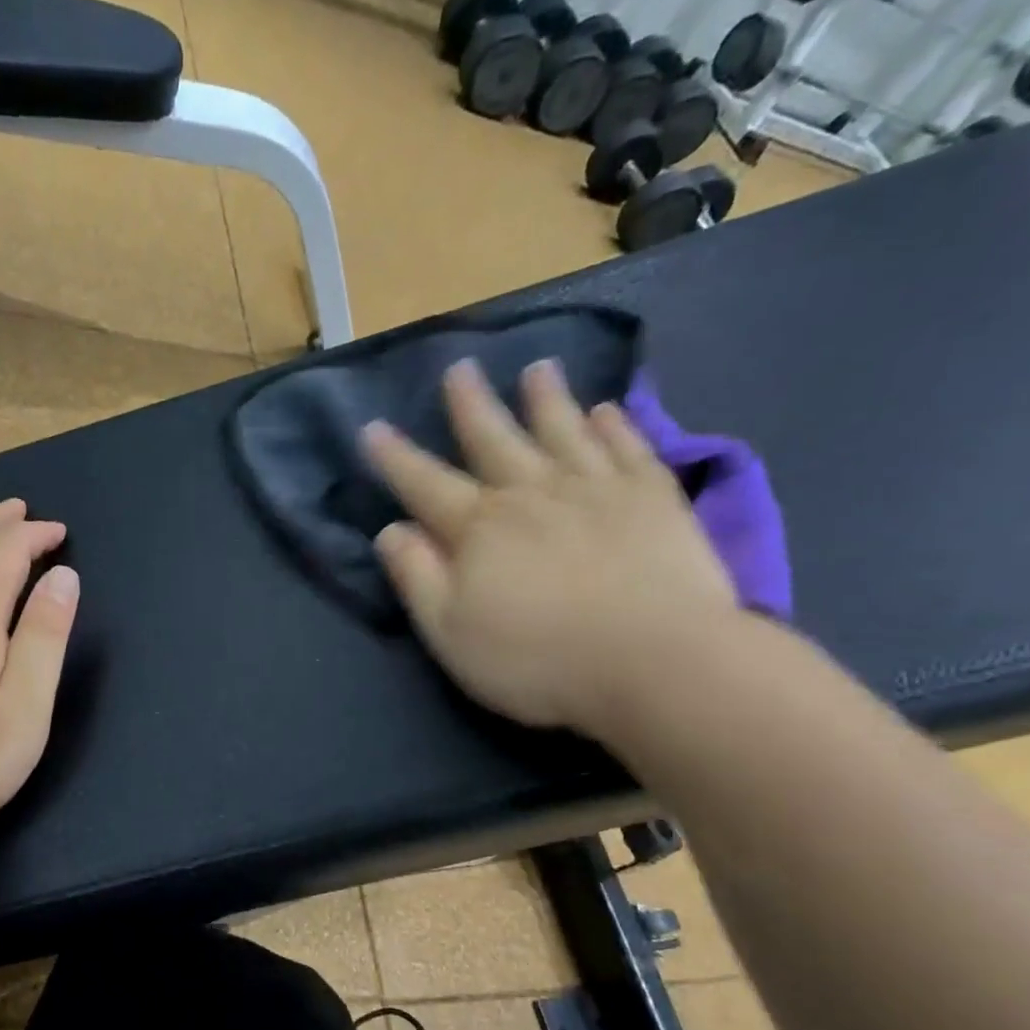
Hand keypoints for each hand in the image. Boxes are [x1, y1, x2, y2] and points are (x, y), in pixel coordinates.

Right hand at [364, 358, 739, 736]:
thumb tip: (391, 531)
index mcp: (478, 529)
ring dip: (547, 399)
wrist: (656, 661)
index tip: (373, 427)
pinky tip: (608, 410)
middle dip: (471, 406)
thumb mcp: (450, 632)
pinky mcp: (653, 498)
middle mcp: (532, 494)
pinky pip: (629, 448)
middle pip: (494, 439)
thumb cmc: (537, 658)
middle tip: (460, 368)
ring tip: (538, 369)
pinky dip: (615, 426)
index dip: (395, 458)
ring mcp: (597, 489)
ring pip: (564, 430)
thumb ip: (416, 578)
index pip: (424, 484)